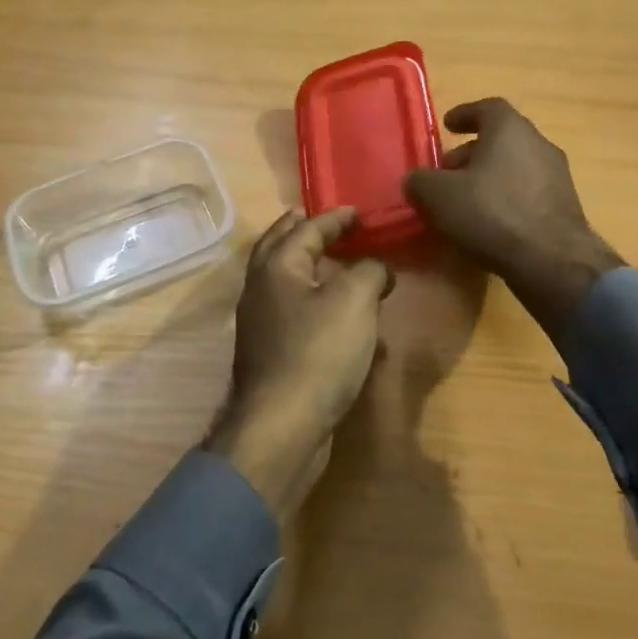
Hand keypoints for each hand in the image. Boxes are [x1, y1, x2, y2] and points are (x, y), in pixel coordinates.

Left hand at [204, 207, 394, 516]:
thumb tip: (376, 269)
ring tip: (335, 264)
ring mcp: (261, 325)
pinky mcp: (271, 355)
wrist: (283, 426)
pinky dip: (315, 304)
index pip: (306, 229)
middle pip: (279, 249)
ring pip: (285, 283)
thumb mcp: (355, 300)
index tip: (358, 212)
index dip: (335, 218)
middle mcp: (261, 290)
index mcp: (276, 267)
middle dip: (301, 232)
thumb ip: (369, 271)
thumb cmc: (318, 352)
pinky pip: (294, 315)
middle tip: (321, 221)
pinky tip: (338, 317)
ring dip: (308, 268)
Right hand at [405, 98, 623, 340]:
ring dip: (489, 179)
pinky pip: (528, 194)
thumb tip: (416, 180)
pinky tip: (489, 224)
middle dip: (472, 153)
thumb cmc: (491, 213)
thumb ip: (420, 181)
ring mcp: (557, 177)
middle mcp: (539, 144)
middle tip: (448, 173)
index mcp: (510, 129)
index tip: (447, 126)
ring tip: (465, 202)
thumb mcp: (438, 196)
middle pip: (502, 140)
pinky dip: (506, 201)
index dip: (465, 115)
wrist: (551, 261)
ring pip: (515, 168)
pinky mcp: (565, 208)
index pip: (487, 108)